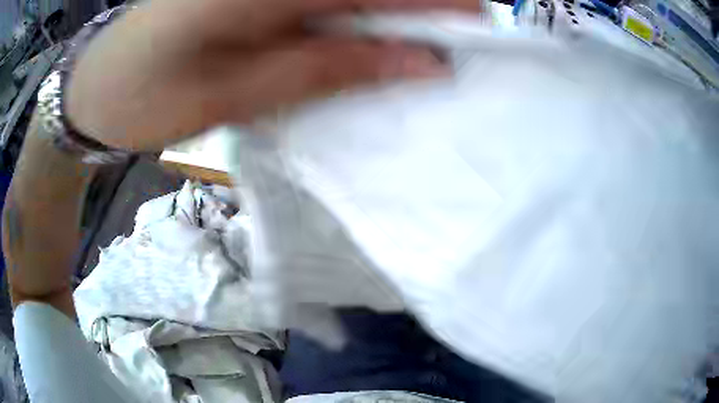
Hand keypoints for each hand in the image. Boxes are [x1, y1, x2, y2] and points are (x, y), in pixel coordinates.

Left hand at [66, 0, 480, 150]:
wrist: (98, 88)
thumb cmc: (147, 98)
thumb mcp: (240, 92)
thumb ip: (336, 65)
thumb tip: (424, 61)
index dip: (443, 2)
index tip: (482, 31)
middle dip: (422, 10)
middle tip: (454, 51)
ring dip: (391, 17)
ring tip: (417, 53)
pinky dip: (355, 17)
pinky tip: (364, 41)